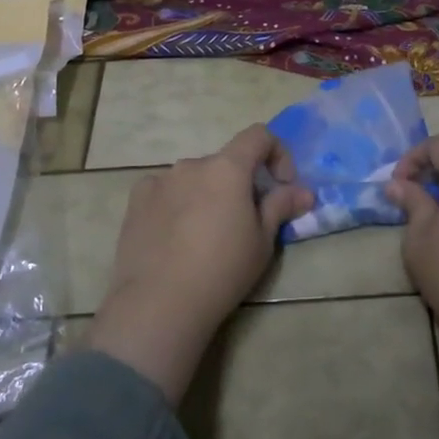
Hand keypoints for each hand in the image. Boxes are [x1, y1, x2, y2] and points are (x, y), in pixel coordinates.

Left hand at [87, 125, 312, 403]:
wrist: (159, 302)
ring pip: (194, 178)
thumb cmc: (222, 270)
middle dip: (240, 184)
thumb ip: (281, 206)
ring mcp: (160, 181)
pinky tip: (175, 236)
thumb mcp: (262, 241)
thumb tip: (303, 192)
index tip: (281, 185)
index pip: (258, 136)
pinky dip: (177, 203)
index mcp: (227, 168)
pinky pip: (166, 192)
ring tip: (206, 235)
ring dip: (207, 193)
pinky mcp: (136, 201)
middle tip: (244, 222)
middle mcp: (191, 165)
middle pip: (225, 162)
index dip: (277, 153)